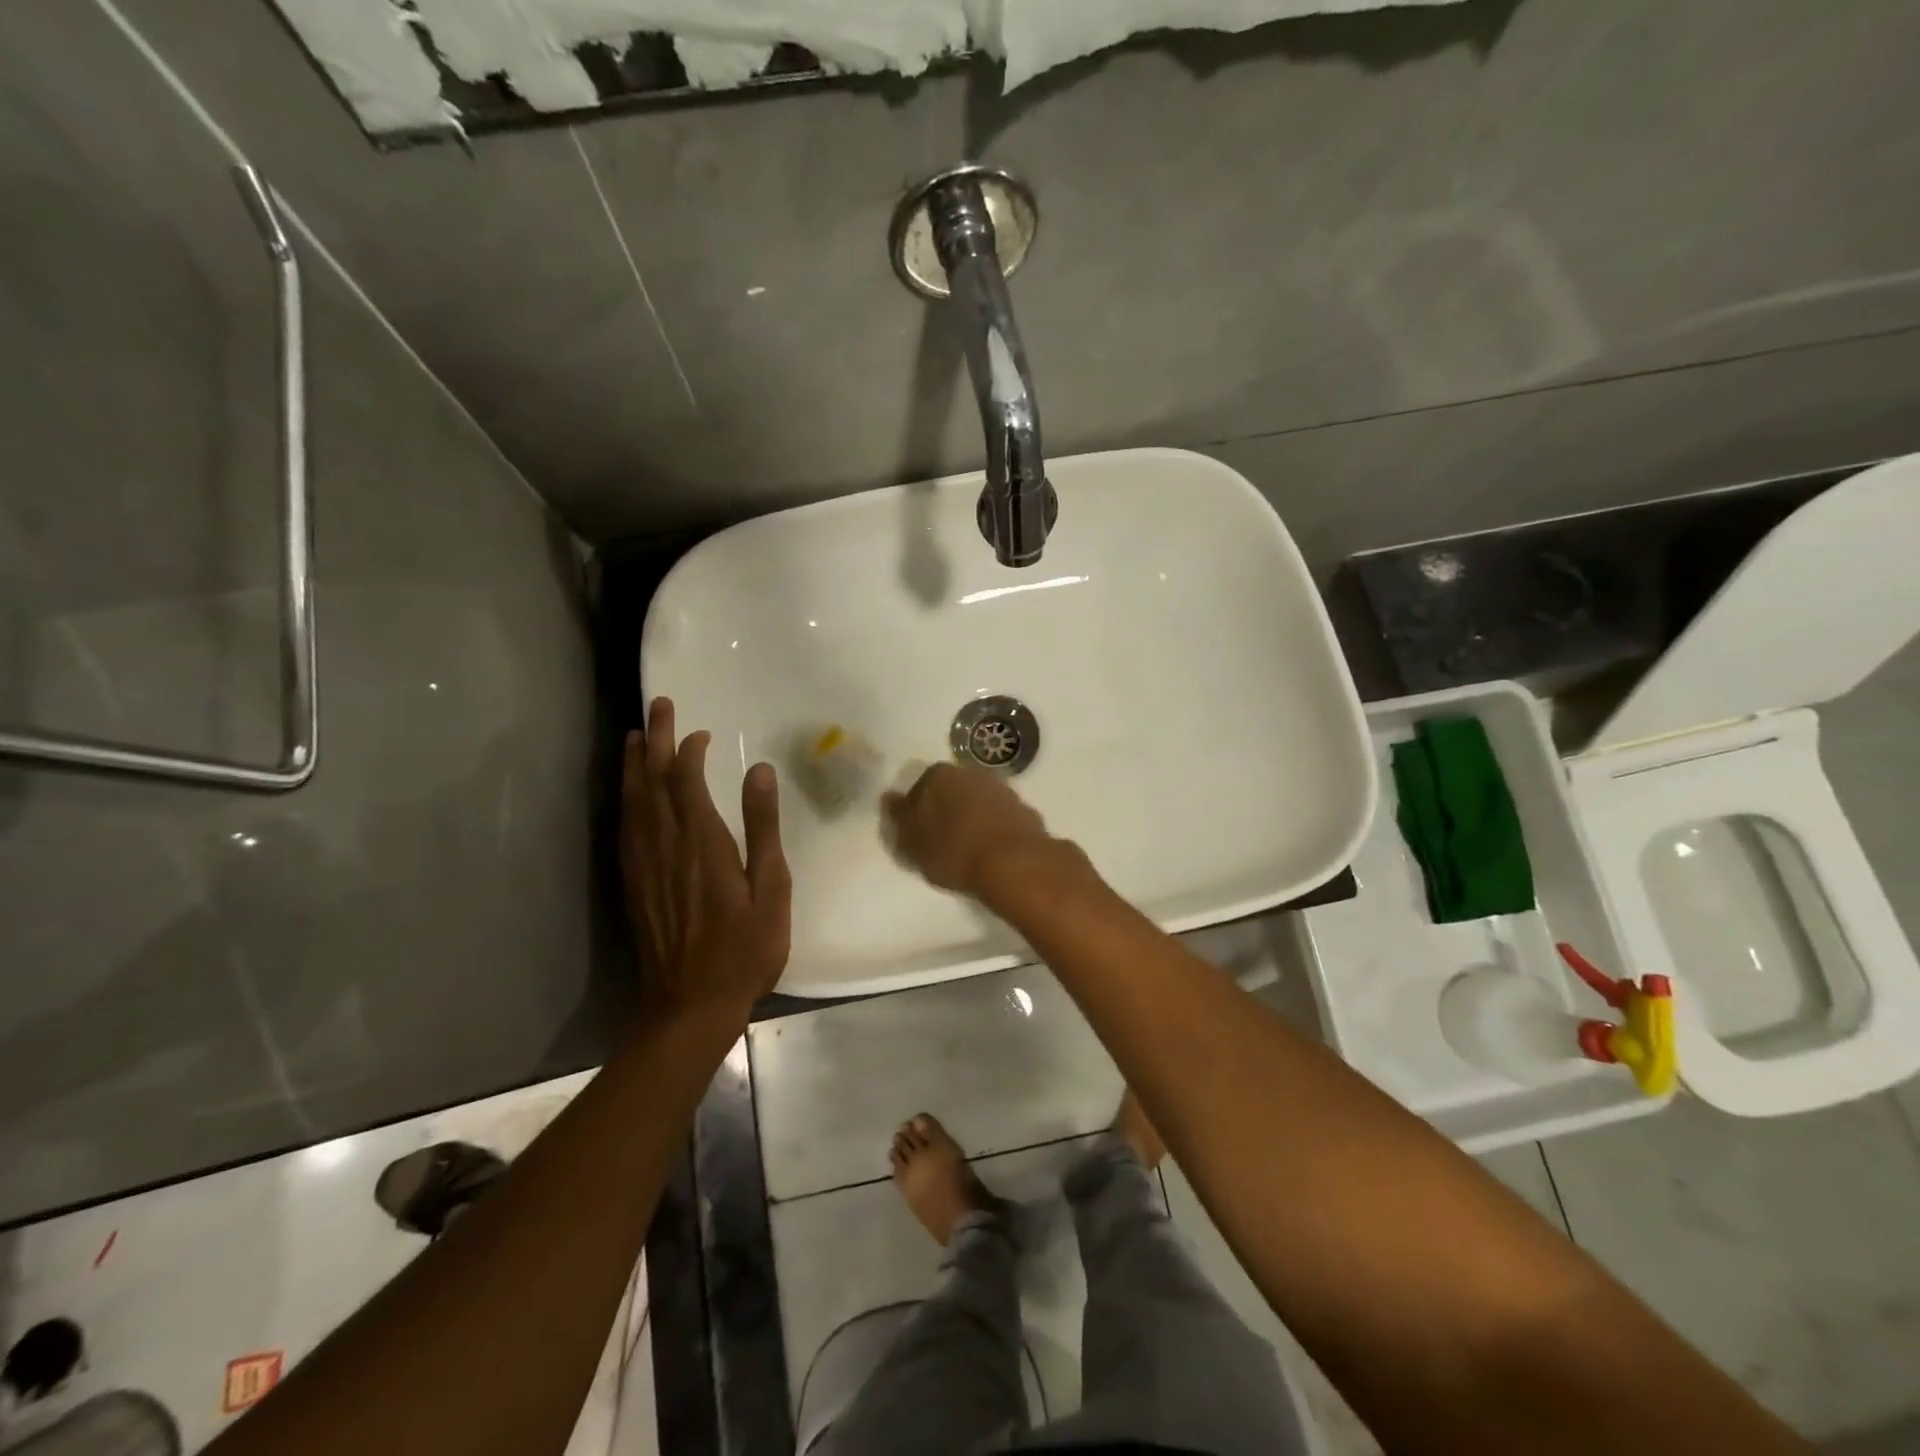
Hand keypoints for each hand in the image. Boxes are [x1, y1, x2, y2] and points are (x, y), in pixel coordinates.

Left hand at [622, 697, 790, 1024]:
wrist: (690, 1004)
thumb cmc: (744, 948)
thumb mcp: (771, 888)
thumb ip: (763, 827)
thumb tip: (759, 770)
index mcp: (702, 841)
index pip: (686, 779)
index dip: (688, 749)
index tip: (700, 731)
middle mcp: (665, 844)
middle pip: (652, 780)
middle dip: (653, 739)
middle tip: (656, 706)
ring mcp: (643, 864)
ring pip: (631, 800)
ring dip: (632, 764)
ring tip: (633, 736)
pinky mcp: (632, 882)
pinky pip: (625, 827)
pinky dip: (625, 799)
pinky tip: (628, 794)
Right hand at [882, 762, 1058, 899]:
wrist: (1014, 864)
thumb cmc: (954, 852)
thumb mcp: (914, 842)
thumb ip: (900, 817)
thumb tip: (889, 796)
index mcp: (941, 775)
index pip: (922, 784)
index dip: (918, 808)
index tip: (918, 831)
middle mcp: (973, 773)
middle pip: (953, 789)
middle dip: (947, 808)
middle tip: (941, 839)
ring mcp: (1003, 789)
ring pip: (979, 800)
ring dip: (972, 816)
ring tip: (967, 847)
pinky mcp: (1025, 809)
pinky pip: (1001, 817)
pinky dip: (994, 827)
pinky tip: (991, 850)